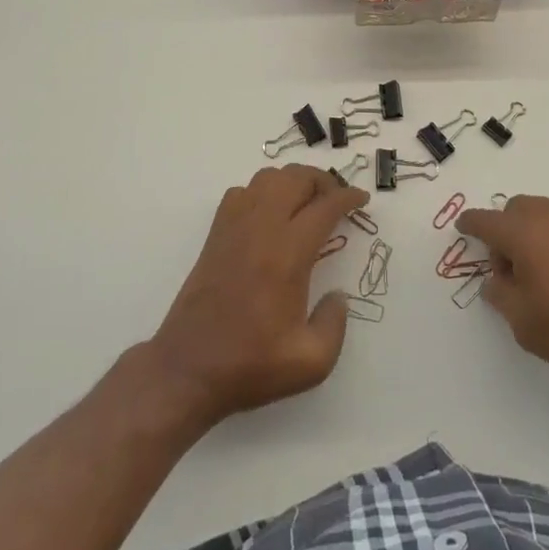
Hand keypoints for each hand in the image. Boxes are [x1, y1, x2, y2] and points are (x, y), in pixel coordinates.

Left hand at [148, 165, 365, 428]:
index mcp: (288, 254)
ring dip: (292, 181)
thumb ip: (335, 324)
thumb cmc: (250, 365)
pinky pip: (240, 193)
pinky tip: (269, 215)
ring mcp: (233, 228)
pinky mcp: (215, 236)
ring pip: (266, 178)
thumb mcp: (312, 362)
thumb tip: (337, 296)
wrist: (187, 370)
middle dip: (323, 181)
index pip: (324, 206)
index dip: (348, 198)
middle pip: (295, 178)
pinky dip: (261, 191)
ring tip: (306, 202)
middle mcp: (261, 230)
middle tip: (337, 199)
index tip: (362, 200)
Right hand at [456, 195, 548, 407]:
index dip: (471, 224)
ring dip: (538, 234)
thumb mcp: (526, 325)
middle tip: (511, 269)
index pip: (486, 221)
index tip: (463, 228)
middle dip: (507, 230)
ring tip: (547, 275)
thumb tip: (497, 280)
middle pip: (518, 209)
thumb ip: (502, 295)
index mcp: (526, 233)